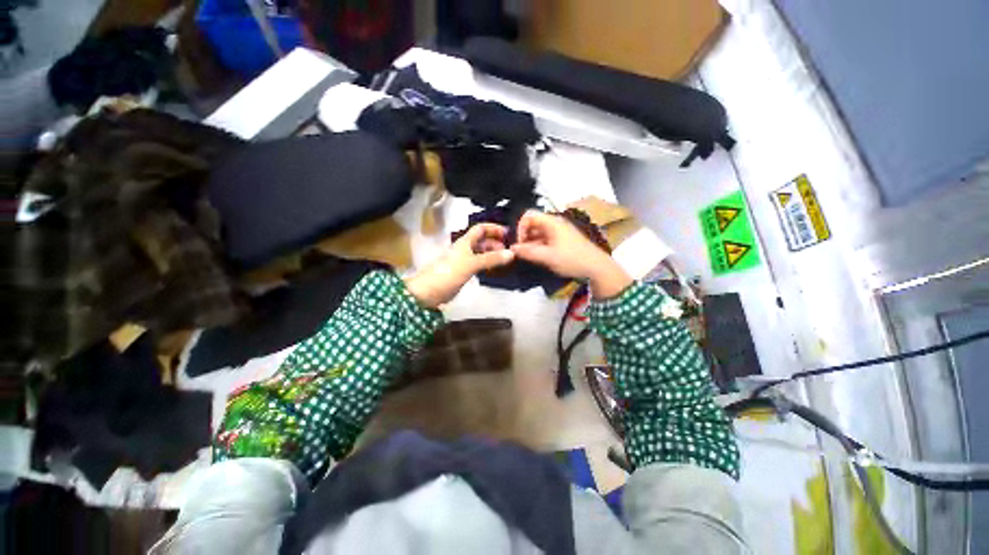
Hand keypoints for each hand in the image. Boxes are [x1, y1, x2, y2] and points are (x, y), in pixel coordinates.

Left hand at [405, 223, 514, 306]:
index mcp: (465, 242)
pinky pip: (478, 264)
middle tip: (509, 249)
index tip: (508, 233)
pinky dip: (487, 264)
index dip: (494, 228)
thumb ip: (491, 259)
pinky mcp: (462, 272)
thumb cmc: (449, 273)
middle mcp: (464, 249)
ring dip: (492, 253)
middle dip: (495, 242)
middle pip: (481, 240)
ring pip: (480, 253)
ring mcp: (463, 261)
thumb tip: (511, 253)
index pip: (481, 228)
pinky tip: (494, 269)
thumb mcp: (472, 264)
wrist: (429, 291)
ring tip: (504, 259)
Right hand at [511, 211, 631, 298]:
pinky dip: (539, 247)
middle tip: (521, 252)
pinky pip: (545, 240)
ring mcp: (559, 232)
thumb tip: (512, 248)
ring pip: (538, 233)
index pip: (529, 215)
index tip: (519, 243)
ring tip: (528, 257)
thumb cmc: (572, 259)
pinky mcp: (562, 241)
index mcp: (552, 222)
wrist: (596, 268)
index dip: (520, 227)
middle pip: (533, 224)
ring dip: (531, 244)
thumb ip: (528, 252)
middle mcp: (555, 224)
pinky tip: (537, 258)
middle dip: (524, 237)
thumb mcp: (548, 257)